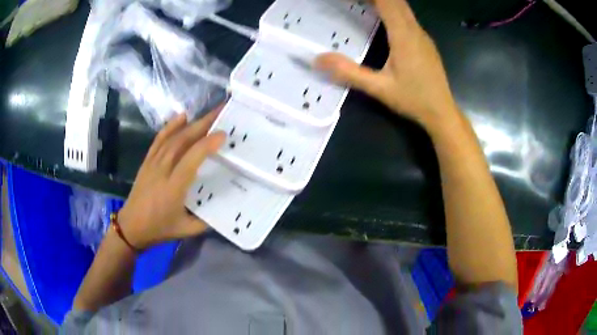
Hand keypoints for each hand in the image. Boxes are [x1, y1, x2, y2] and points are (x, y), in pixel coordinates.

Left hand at [117, 109, 224, 249]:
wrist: (131, 226)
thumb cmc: (159, 229)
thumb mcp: (186, 230)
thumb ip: (206, 220)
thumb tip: (224, 206)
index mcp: (173, 188)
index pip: (191, 159)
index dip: (207, 144)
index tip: (223, 134)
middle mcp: (162, 170)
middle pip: (182, 141)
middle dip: (203, 124)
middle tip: (220, 112)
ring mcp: (153, 163)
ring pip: (172, 138)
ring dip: (191, 124)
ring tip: (208, 115)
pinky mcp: (147, 161)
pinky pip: (159, 139)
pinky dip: (171, 126)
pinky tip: (182, 116)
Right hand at [315, 0, 457, 127]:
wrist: (442, 112)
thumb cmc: (414, 100)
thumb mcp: (379, 88)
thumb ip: (349, 72)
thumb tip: (318, 59)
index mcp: (403, 36)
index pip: (387, 1)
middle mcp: (415, 30)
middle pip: (396, 0)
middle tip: (355, 2)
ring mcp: (422, 35)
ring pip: (403, 7)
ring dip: (384, 1)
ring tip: (363, 4)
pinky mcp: (425, 41)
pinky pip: (408, 16)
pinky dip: (392, 9)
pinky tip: (382, 17)